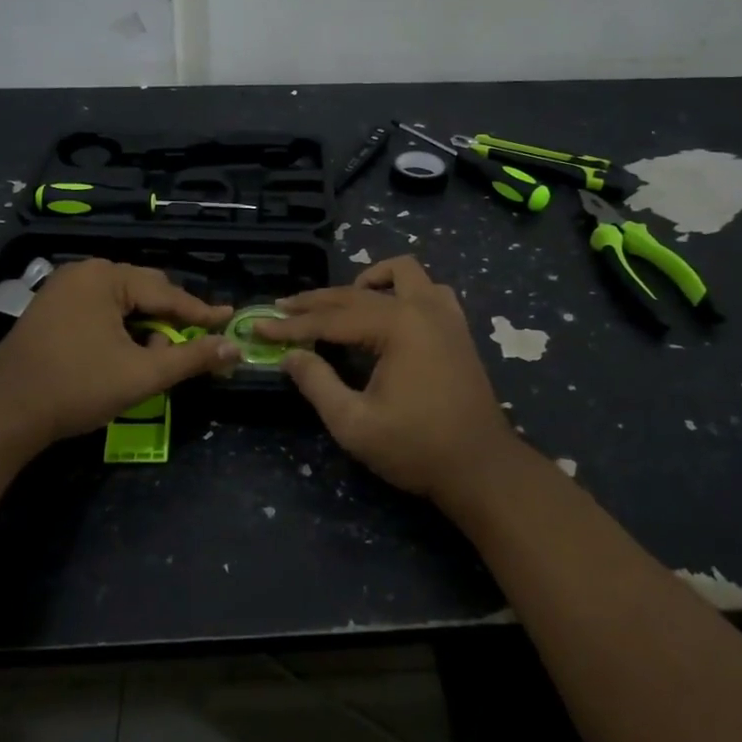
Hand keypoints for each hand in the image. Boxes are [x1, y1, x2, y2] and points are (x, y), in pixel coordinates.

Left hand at [0, 260, 236, 455]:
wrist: (2, 413)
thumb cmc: (76, 387)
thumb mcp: (141, 374)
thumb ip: (191, 358)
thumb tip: (233, 347)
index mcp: (106, 277)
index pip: (166, 293)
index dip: (200, 312)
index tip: (229, 319)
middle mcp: (84, 273)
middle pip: (144, 293)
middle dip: (169, 321)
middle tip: (195, 343)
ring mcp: (63, 289)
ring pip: (122, 304)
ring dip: (145, 329)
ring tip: (156, 358)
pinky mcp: (51, 310)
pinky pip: (101, 311)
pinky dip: (121, 330)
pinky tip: (126, 354)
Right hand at [255, 256, 520, 501]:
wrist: (482, 468)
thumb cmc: (416, 448)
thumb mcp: (354, 423)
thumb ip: (317, 384)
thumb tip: (290, 356)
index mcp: (396, 326)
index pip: (330, 319)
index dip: (291, 325)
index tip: (258, 326)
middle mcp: (421, 307)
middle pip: (356, 292)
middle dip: (315, 302)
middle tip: (282, 310)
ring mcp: (445, 314)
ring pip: (401, 273)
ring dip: (367, 281)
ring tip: (340, 304)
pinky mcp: (457, 328)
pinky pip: (429, 289)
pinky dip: (403, 290)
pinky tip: (388, 311)